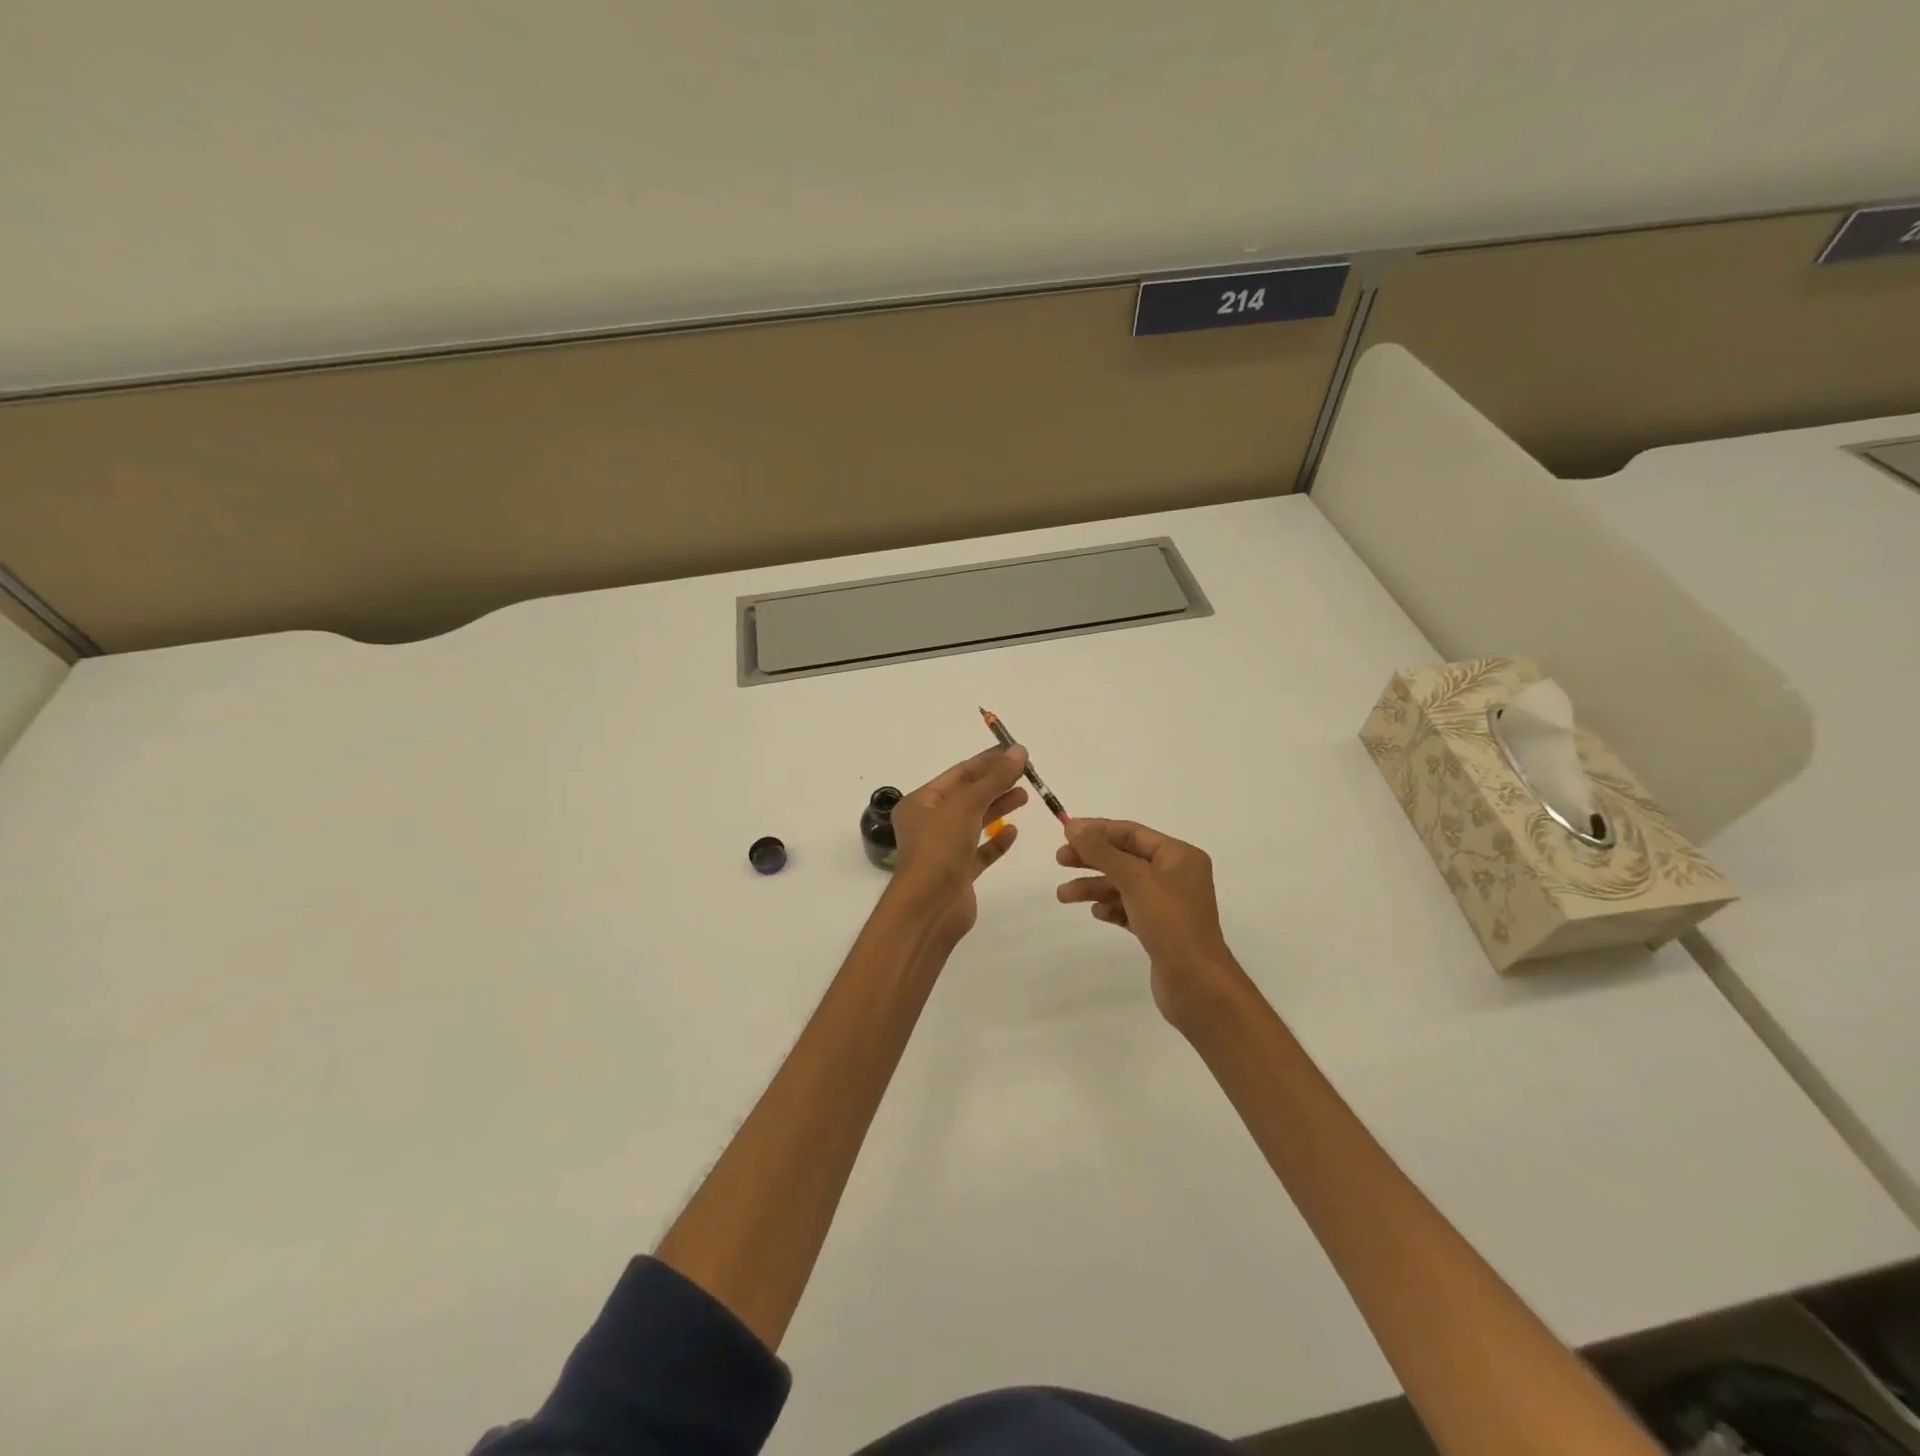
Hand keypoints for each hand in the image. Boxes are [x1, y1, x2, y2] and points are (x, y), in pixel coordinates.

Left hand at [887, 745, 1029, 944]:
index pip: (958, 774)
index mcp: (921, 803)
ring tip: (1024, 796)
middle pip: (967, 796)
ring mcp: (943, 850)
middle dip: (995, 783)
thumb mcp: (967, 805)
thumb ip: (994, 779)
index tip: (1015, 751)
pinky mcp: (958, 873)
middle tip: (1026, 773)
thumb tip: (1019, 751)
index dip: (987, 761)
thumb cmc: (940, 848)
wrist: (929, 908)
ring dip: (998, 808)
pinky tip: (1013, 832)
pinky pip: (980, 851)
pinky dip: (996, 841)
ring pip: (975, 822)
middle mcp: (929, 823)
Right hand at [1056, 818, 1247, 1026]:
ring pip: (1124, 885)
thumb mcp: (1134, 879)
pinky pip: (1129, 909)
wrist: (1196, 983)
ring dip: (1094, 887)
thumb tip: (1072, 826)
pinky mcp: (1160, 930)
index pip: (1132, 833)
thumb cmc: (1170, 922)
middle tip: (1059, 861)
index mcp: (1179, 856)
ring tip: (1063, 896)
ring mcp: (1168, 904)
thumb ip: (1101, 851)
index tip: (1066, 833)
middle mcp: (1176, 875)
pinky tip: (1096, 913)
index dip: (1097, 830)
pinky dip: (1110, 908)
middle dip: (1091, 859)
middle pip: (1125, 858)